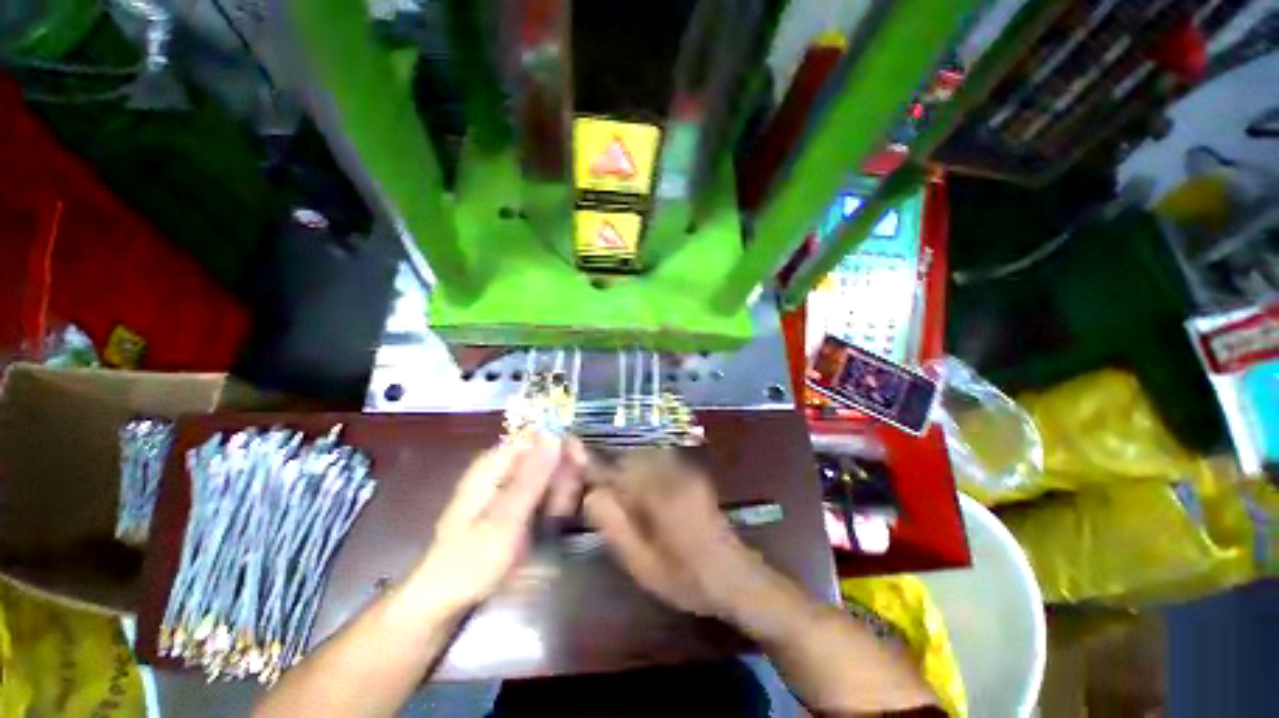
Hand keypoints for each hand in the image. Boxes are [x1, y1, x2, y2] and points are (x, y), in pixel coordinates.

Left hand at [411, 433, 585, 611]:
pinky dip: (554, 503)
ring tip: (557, 518)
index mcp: (494, 464)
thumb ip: (532, 476)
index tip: (581, 465)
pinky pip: (544, 492)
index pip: (538, 437)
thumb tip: (554, 435)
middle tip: (564, 505)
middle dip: (562, 475)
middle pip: (546, 455)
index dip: (563, 446)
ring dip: (560, 491)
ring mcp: (509, 488)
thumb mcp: (506, 518)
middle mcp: (502, 469)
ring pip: (549, 474)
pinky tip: (555, 519)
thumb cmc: (471, 561)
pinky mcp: (515, 506)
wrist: (445, 603)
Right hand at [582, 449, 757, 617]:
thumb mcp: (642, 564)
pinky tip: (640, 491)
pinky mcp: (693, 475)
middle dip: (610, 467)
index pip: (617, 470)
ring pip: (645, 456)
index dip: (594, 468)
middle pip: (631, 456)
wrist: (735, 577)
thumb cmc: (686, 579)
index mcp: (660, 495)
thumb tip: (591, 494)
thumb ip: (613, 526)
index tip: (575, 471)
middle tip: (597, 490)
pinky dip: (642, 468)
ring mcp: (686, 472)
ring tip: (617, 492)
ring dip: (626, 467)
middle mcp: (673, 474)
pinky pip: (659, 460)